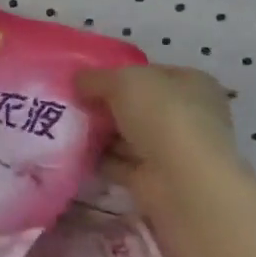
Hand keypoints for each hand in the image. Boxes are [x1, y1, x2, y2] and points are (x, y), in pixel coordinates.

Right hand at [76, 64, 244, 215]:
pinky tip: (72, 151)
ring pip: (126, 135)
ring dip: (98, 133)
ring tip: (62, 125)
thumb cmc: (162, 117)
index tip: (84, 79)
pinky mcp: (154, 178)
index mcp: (192, 84)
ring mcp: (172, 149)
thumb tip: (78, 82)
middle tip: (69, 102)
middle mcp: (187, 115)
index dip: (117, 73)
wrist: (182, 183)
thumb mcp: (123, 80)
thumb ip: (96, 78)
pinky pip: (118, 162)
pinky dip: (98, 158)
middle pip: (136, 105)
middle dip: (104, 105)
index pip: (150, 73)